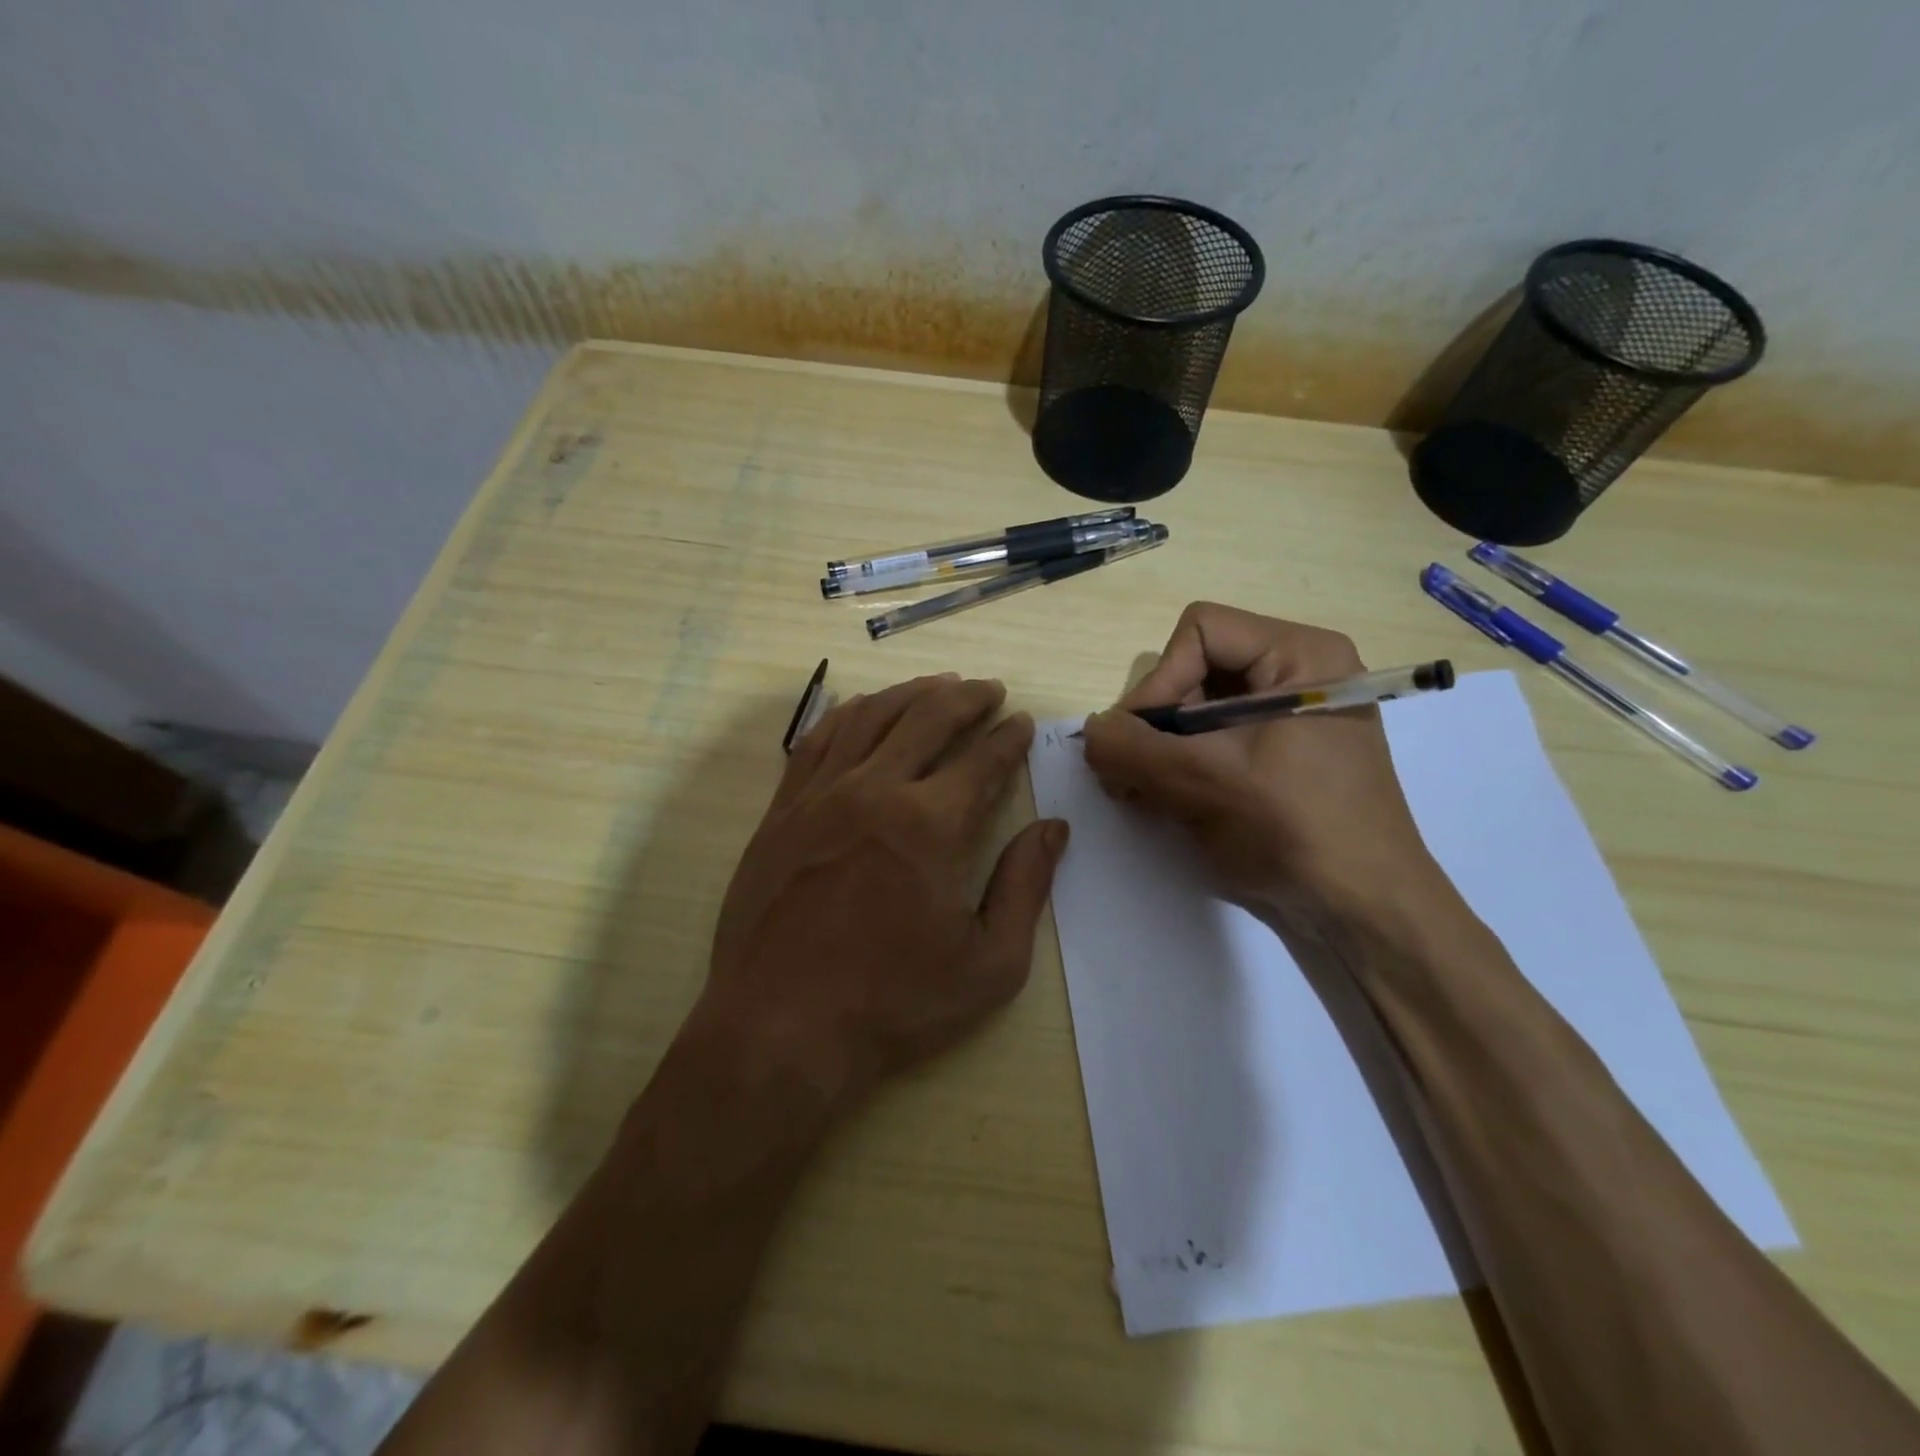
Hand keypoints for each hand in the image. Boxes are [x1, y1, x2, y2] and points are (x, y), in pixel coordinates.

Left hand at [701, 674, 1066, 1111]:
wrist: (781, 1028)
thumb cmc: (893, 1004)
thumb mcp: (988, 964)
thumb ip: (1025, 887)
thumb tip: (1054, 828)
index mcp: (930, 825)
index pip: (982, 760)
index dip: (1008, 737)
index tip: (1022, 722)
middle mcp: (874, 790)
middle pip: (928, 719)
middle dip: (967, 698)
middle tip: (989, 690)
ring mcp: (820, 795)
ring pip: (871, 717)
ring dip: (911, 693)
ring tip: (938, 685)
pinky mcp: (782, 809)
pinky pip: (818, 740)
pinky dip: (849, 714)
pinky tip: (865, 708)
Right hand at [1079, 603, 1446, 926]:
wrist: (1364, 911)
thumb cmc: (1295, 830)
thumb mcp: (1204, 783)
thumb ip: (1132, 749)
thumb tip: (1089, 731)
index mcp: (1299, 655)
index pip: (1200, 632)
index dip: (1160, 681)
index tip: (1138, 741)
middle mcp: (1296, 674)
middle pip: (1195, 671)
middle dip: (1156, 724)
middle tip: (1127, 776)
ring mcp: (1289, 717)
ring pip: (1198, 710)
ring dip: (1161, 751)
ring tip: (1141, 795)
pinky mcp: (1280, 756)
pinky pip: (1215, 741)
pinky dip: (1182, 766)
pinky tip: (1165, 802)